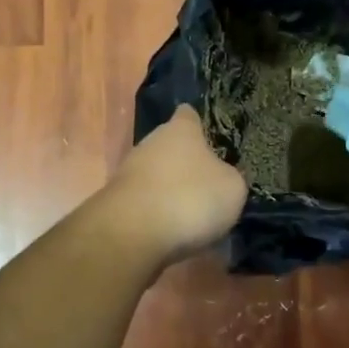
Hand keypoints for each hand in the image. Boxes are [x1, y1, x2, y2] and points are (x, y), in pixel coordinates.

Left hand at [102, 106, 247, 264]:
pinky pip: (145, 202)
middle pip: (171, 146)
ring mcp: (129, 170)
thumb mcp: (232, 188)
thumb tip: (223, 177)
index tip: (211, 137)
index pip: (189, 114)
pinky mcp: (116, 200)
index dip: (200, 124)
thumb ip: (230, 176)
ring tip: (192, 215)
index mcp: (180, 130)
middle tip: (209, 186)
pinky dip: (156, 213)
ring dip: (170, 190)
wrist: (132, 233)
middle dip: (186, 163)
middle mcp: (151, 142)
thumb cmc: (190, 198)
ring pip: (156, 175)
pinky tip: (171, 232)